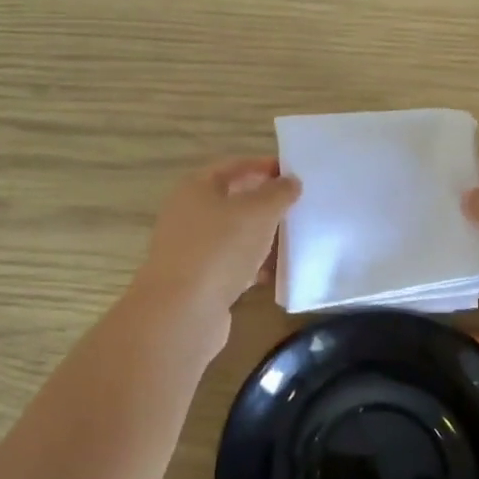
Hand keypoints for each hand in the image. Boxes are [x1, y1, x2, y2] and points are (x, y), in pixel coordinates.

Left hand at [133, 157, 300, 322]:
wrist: (182, 312)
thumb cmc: (220, 248)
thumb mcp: (258, 212)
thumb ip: (278, 193)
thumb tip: (290, 181)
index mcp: (196, 188)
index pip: (234, 166)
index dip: (263, 166)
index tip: (293, 174)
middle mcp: (188, 214)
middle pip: (232, 201)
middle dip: (265, 205)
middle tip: (296, 208)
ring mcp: (190, 249)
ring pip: (233, 235)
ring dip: (261, 237)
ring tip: (292, 241)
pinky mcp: (197, 280)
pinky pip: (231, 265)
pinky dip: (251, 267)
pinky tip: (272, 275)